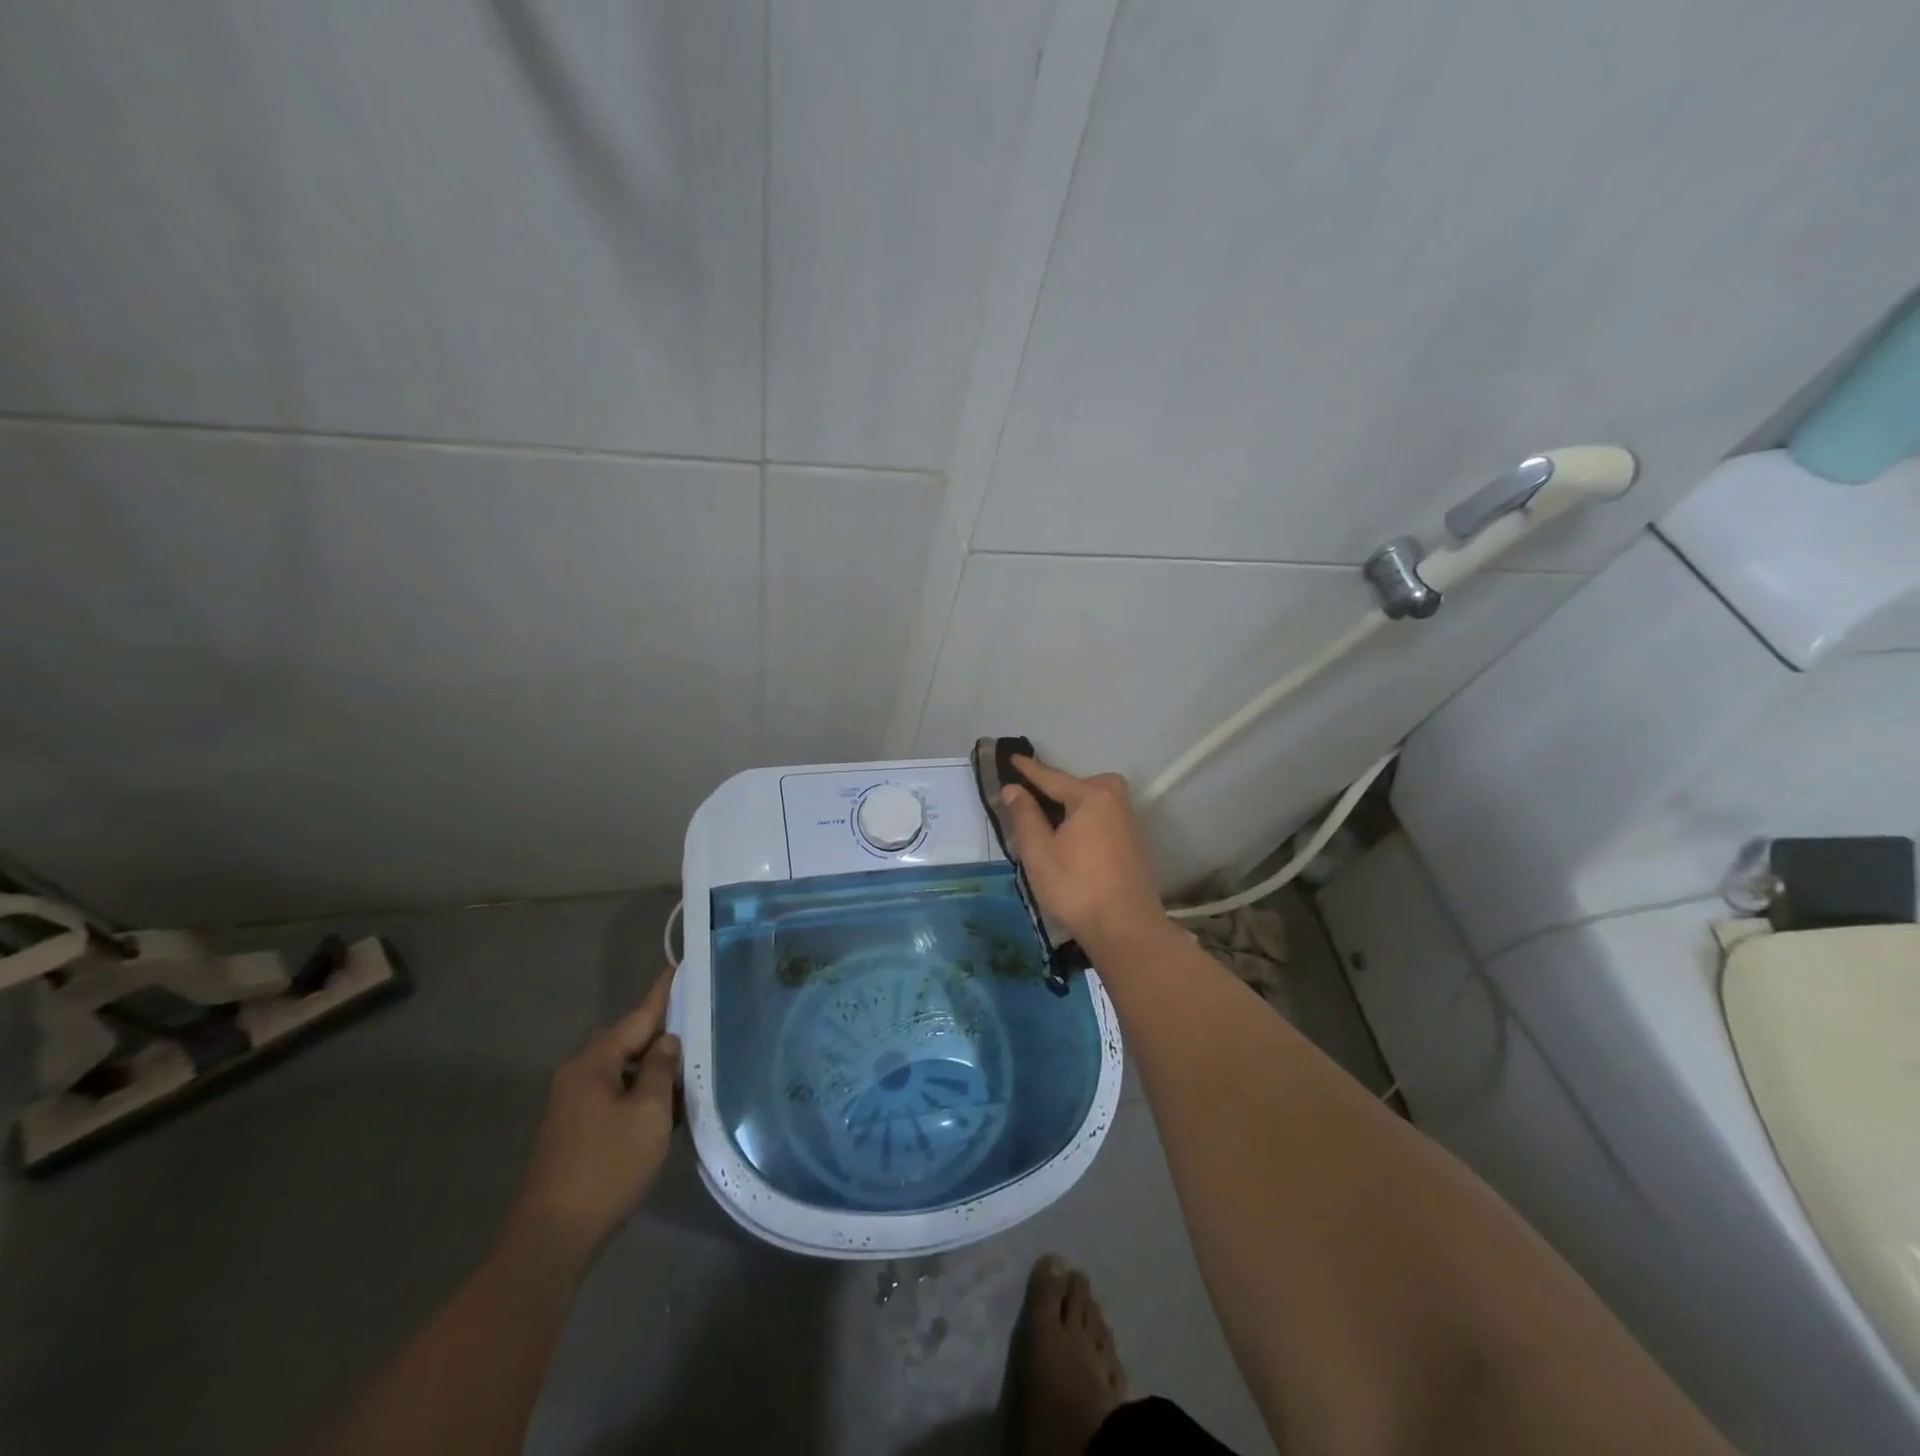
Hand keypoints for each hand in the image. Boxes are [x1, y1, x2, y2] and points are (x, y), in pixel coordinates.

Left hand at [504, 969, 679, 1272]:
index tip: (680, 967)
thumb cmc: (607, 1166)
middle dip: (660, 1033)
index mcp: (594, 1063)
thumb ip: (661, 1068)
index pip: (638, 1016)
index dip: (663, 994)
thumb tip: (667, 1041)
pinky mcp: (576, 1129)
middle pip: (627, 1040)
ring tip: (689, 1066)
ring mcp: (573, 1103)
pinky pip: (615, 1093)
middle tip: (698, 1023)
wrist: (553, 1237)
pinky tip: (665, 1105)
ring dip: (652, 1068)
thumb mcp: (649, 1113)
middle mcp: (579, 1074)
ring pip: (622, 1069)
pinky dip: (640, 1092)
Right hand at [999, 755, 1168, 958]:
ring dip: (1070, 809)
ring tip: (1046, 826)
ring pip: (1092, 804)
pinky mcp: (1135, 843)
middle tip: (1030, 803)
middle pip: (1078, 787)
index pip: (1051, 777)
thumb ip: (1025, 816)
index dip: (1028, 770)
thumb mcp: (1039, 852)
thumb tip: (1014, 788)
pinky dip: (1084, 822)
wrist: (1127, 929)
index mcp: (1092, 797)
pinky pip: (1103, 819)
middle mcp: (1115, 801)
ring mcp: (1129, 822)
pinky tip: (1071, 843)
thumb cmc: (1076, 887)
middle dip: (1055, 790)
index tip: (1010, 758)